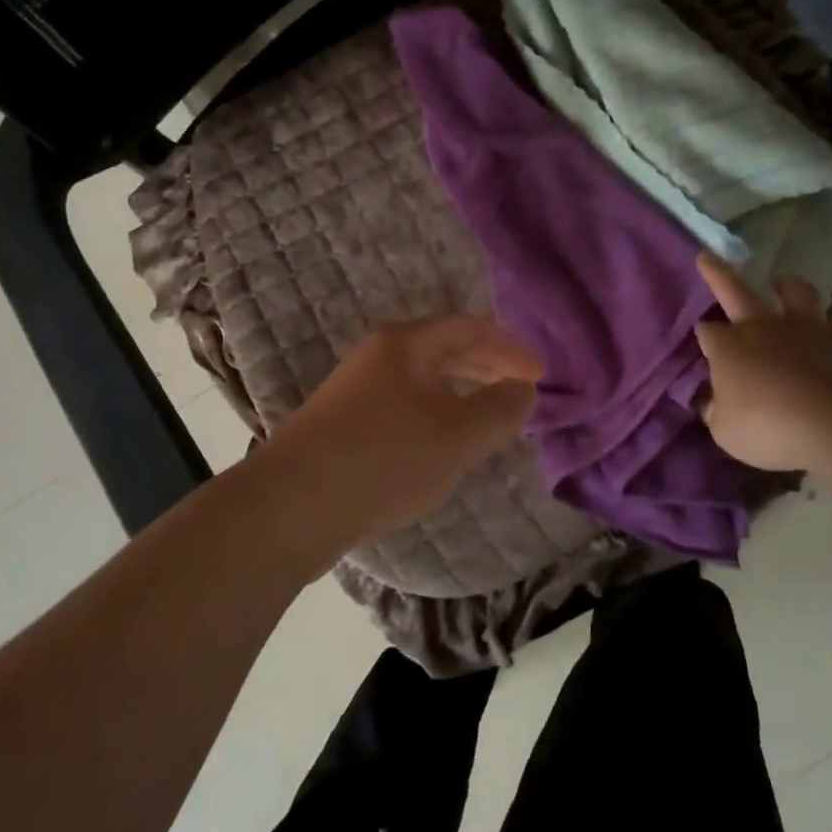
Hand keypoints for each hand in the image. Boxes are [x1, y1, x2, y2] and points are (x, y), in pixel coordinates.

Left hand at [264, 315, 542, 549]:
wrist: (292, 504)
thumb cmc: (384, 459)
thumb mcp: (457, 436)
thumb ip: (499, 410)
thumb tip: (523, 389)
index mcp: (406, 344)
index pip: (469, 327)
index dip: (510, 348)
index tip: (539, 375)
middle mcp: (377, 355)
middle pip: (443, 349)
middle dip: (486, 366)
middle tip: (519, 391)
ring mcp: (355, 388)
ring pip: (421, 379)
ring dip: (459, 392)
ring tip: (487, 417)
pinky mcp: (341, 423)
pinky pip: (402, 405)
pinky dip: (433, 414)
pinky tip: (440, 445)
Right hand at [694, 251, 831, 472]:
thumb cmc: (769, 427)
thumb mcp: (725, 431)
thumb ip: (718, 412)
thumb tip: (715, 403)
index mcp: (728, 347)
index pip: (707, 331)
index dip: (704, 335)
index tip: (704, 340)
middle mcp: (763, 329)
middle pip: (735, 291)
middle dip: (718, 274)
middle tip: (707, 257)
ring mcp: (806, 331)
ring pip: (796, 294)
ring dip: (787, 286)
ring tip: (783, 282)